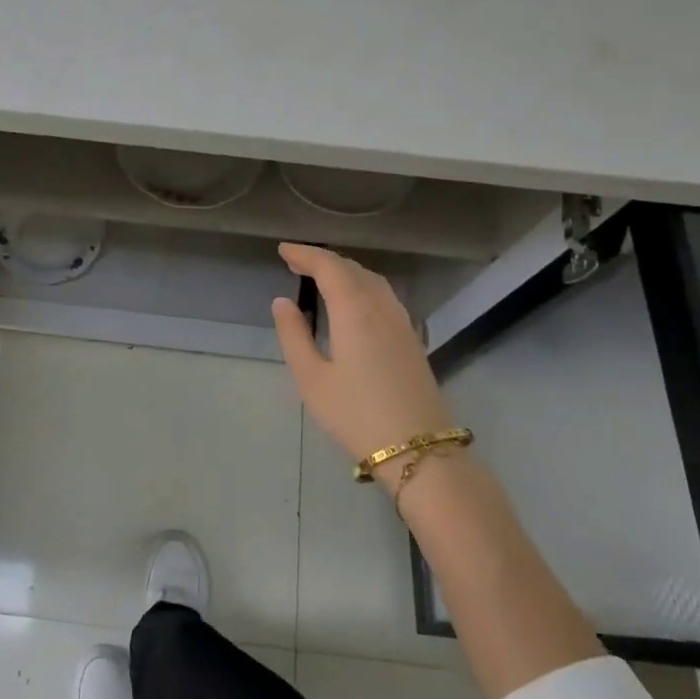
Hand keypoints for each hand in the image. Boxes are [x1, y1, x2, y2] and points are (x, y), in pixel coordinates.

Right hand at [271, 243, 452, 473]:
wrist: (417, 448)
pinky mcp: (411, 338)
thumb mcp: (311, 378)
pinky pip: (384, 296)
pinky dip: (362, 286)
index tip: (284, 250)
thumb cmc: (355, 414)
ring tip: (322, 277)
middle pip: (352, 269)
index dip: (305, 254)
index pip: (329, 267)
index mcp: (354, 309)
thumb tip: (282, 302)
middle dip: (324, 260)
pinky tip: (353, 302)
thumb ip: (294, 335)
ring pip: (372, 280)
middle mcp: (381, 306)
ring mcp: (401, 322)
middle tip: (297, 262)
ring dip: (345, 271)